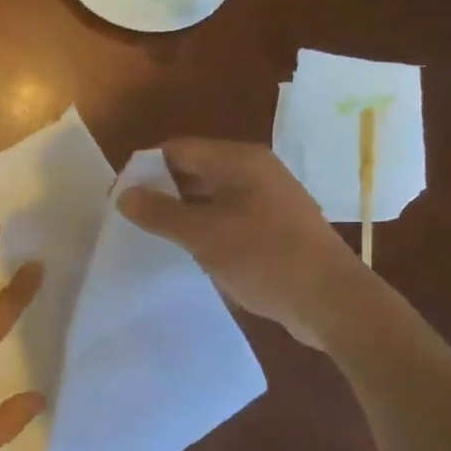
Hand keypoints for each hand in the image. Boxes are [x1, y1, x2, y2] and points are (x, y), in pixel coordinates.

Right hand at [117, 138, 364, 348]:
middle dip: (162, 190)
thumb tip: (124, 195)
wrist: (331, 301)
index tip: (119, 195)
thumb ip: (160, 212)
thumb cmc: (265, 257)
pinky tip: (189, 250)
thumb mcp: (203, 234)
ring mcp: (268, 200)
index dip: (145, 168)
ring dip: (182, 211)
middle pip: (196, 169)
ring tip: (152, 234)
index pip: (179, 149)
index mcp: (240, 161)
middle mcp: (256, 172)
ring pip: (212, 195)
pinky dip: (205, 227)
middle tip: (131, 217)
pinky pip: (229, 217)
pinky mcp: (275, 228)